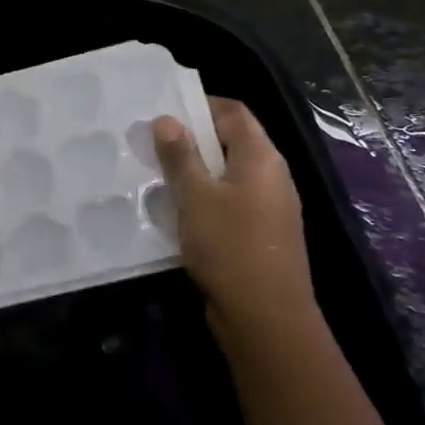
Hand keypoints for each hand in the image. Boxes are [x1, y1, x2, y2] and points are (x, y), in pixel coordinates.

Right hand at [153, 99, 319, 354]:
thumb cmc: (230, 246)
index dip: (200, 106)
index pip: (234, 112)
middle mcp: (272, 176)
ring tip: (157, 177)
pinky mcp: (260, 235)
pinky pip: (230, 203)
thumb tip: (166, 119)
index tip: (163, 113)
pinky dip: (204, 200)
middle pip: (231, 142)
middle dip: (191, 141)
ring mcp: (269, 208)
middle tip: (152, 145)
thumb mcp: (196, 196)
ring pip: (228, 175)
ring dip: (195, 173)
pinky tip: (177, 213)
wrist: (266, 319)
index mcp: (262, 158)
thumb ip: (180, 156)